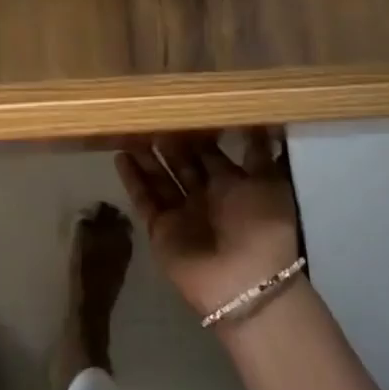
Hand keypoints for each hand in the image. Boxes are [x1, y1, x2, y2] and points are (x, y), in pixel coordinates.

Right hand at [115, 130, 300, 321]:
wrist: (244, 282)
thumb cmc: (260, 226)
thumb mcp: (268, 183)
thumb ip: (258, 154)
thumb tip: (259, 123)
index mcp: (232, 184)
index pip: (209, 152)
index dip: (196, 132)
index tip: (180, 107)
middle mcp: (205, 196)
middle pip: (182, 162)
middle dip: (168, 141)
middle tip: (149, 112)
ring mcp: (182, 213)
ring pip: (160, 177)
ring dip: (146, 156)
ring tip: (128, 129)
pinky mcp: (161, 229)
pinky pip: (144, 200)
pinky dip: (132, 180)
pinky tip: (120, 157)